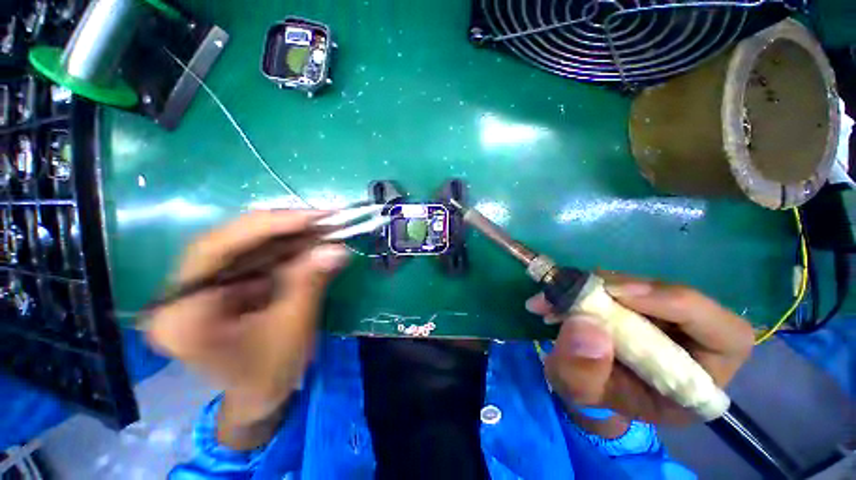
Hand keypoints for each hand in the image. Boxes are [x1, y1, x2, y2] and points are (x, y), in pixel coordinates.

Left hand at [145, 210, 348, 446]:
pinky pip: (257, 255)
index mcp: (183, 313)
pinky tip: (312, 242)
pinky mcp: (226, 283)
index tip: (310, 217)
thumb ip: (310, 283)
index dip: (265, 227)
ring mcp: (204, 285)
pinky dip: (288, 247)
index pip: (215, 249)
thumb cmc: (269, 373)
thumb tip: (337, 249)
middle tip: (322, 219)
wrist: (259, 396)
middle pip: (230, 241)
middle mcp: (182, 292)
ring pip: (246, 245)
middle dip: (281, 228)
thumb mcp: (292, 328)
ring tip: (324, 228)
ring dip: (289, 235)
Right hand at [526, 273, 753, 425]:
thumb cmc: (594, 396)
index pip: (725, 335)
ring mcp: (666, 318)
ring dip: (597, 286)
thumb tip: (585, 322)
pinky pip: (620, 284)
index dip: (680, 305)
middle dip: (622, 290)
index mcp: (699, 381)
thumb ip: (582, 371)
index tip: (619, 294)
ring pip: (643, 286)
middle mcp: (693, 343)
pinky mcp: (640, 303)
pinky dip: (588, 285)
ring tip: (557, 297)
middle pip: (677, 299)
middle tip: (574, 290)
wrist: (586, 383)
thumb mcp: (580, 392)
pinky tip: (562, 295)